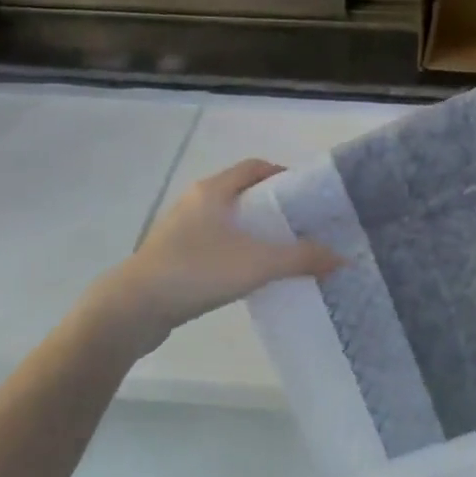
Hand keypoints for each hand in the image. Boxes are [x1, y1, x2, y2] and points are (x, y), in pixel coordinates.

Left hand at [101, 159, 339, 337]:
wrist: (133, 308)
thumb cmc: (197, 272)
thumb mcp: (258, 264)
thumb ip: (302, 258)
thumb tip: (342, 258)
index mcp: (213, 190)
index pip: (255, 167)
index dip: (284, 175)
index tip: (309, 197)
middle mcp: (195, 202)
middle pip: (243, 193)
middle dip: (274, 207)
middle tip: (304, 226)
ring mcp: (181, 230)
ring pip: (228, 221)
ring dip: (255, 232)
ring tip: (283, 252)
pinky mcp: (173, 256)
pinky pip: (214, 244)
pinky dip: (236, 251)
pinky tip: (251, 274)